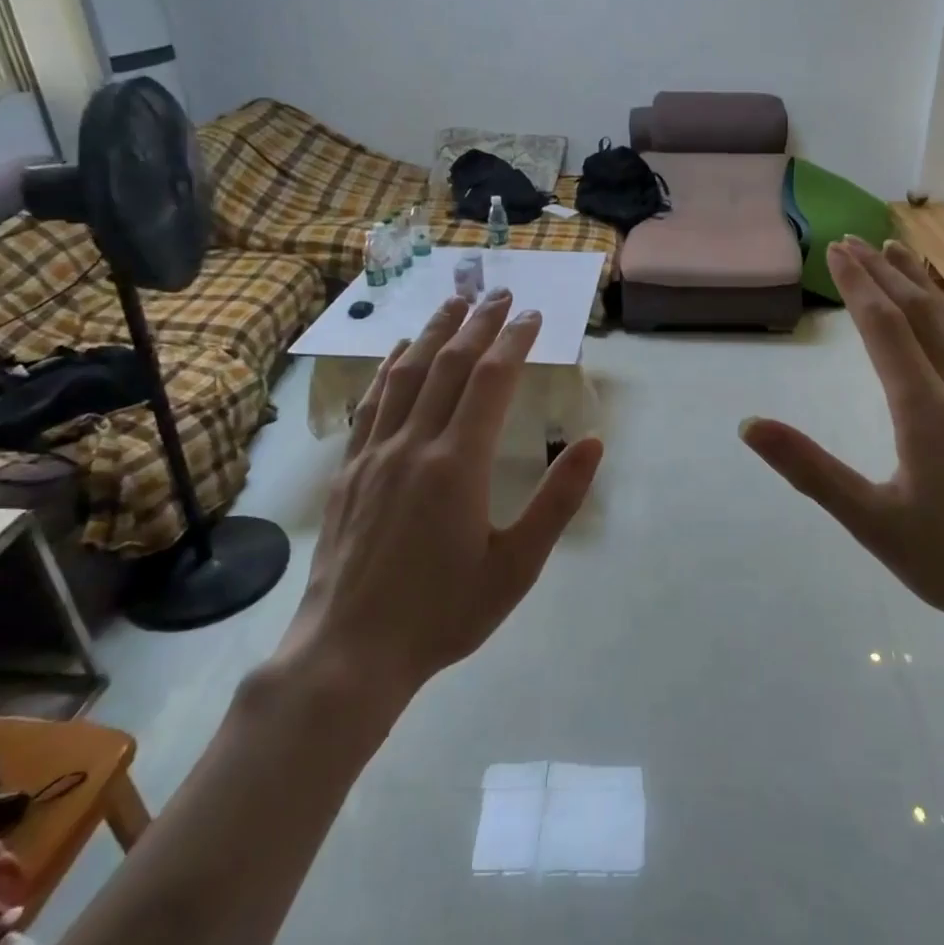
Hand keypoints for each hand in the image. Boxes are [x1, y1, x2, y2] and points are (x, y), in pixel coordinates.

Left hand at [272, 288, 603, 705]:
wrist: (350, 652)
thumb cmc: (444, 613)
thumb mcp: (517, 567)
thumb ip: (557, 501)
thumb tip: (593, 443)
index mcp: (458, 464)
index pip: (490, 381)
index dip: (513, 341)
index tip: (532, 314)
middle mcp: (413, 444)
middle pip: (448, 365)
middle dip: (477, 323)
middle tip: (499, 292)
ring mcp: (375, 454)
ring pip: (406, 375)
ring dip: (432, 332)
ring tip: (452, 302)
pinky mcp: (350, 470)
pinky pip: (372, 403)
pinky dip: (388, 368)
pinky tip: (396, 352)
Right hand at [741, 239, 943, 653]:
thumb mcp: (871, 522)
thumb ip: (810, 470)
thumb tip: (751, 425)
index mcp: (925, 411)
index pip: (885, 329)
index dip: (859, 285)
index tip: (838, 249)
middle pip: (922, 315)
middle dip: (887, 274)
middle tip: (859, 241)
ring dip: (928, 287)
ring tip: (905, 256)